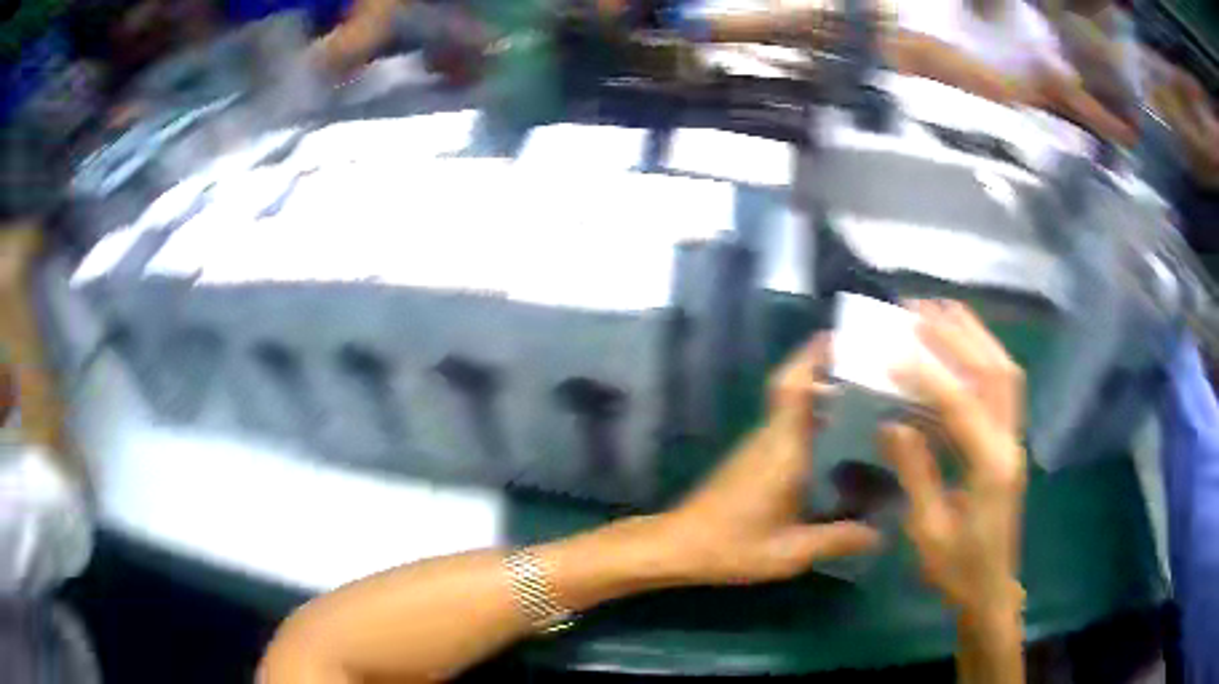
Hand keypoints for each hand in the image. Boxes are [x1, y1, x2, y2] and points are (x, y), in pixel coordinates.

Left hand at [657, 335, 879, 585]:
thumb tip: (881, 533)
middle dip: (826, 366)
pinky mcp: (752, 457)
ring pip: (790, 402)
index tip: (842, 336)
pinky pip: (786, 421)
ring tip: (865, 395)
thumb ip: (838, 539)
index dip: (813, 355)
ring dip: (820, 389)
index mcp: (783, 448)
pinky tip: (836, 435)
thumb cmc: (733, 546)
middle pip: (794, 385)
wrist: (679, 546)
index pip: (794, 385)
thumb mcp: (790, 552)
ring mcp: (757, 445)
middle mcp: (770, 436)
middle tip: (870, 367)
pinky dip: (811, 413)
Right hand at [881, 301, 1026, 619]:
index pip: (963, 407)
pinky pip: (1001, 388)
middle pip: (996, 372)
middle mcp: (1010, 444)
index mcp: (991, 470)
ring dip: (975, 336)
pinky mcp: (1009, 443)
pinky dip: (981, 358)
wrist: (991, 590)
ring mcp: (1014, 440)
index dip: (930, 375)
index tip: (895, 351)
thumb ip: (915, 473)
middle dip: (959, 335)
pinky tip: (959, 347)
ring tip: (941, 310)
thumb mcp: (928, 531)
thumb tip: (893, 423)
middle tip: (921, 309)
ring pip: (1004, 373)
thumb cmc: (957, 570)